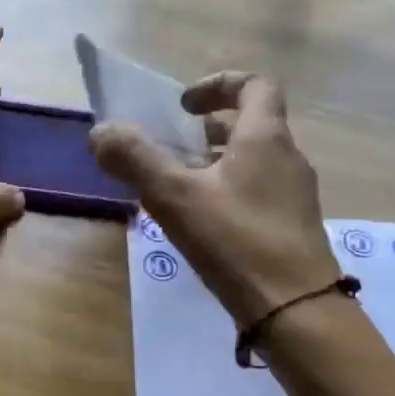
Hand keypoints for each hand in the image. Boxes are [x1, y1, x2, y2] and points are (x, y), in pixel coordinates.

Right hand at [91, 71, 335, 324]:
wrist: (295, 310)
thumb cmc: (236, 241)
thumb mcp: (175, 197)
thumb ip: (135, 160)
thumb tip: (100, 132)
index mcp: (265, 138)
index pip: (254, 86)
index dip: (218, 85)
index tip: (183, 106)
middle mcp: (288, 158)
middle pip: (252, 125)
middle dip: (209, 130)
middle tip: (173, 147)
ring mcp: (294, 196)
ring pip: (254, 162)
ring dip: (217, 163)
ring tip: (179, 186)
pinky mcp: (292, 228)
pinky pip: (258, 193)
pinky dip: (228, 192)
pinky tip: (203, 224)